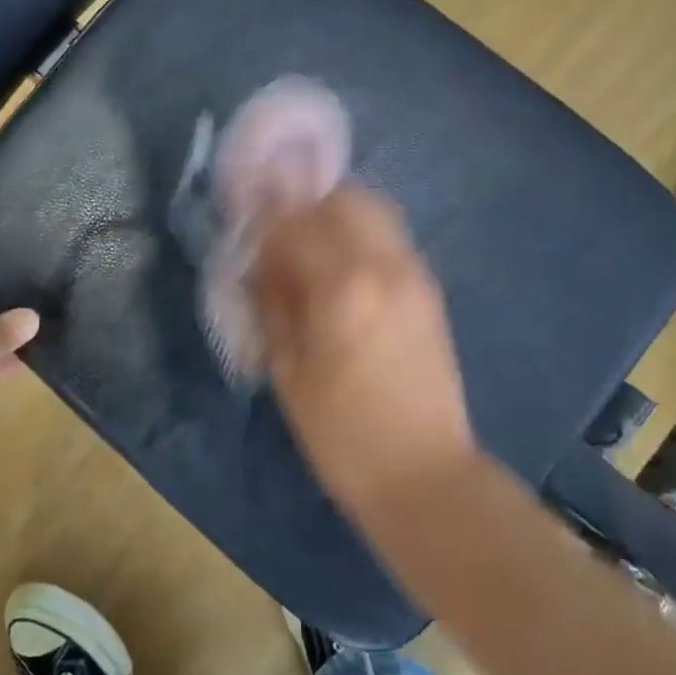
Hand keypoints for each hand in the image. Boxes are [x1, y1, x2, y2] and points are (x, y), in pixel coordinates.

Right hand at [250, 186, 476, 515]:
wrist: (425, 475)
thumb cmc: (343, 435)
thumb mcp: (289, 372)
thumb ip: (274, 305)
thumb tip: (263, 264)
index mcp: (343, 286)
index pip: (296, 224)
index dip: (265, 220)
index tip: (245, 226)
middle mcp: (385, 265)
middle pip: (345, 199)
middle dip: (306, 207)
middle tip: (281, 236)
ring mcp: (415, 274)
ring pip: (375, 212)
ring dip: (337, 217)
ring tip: (310, 252)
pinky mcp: (430, 291)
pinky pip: (390, 240)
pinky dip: (361, 238)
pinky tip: (342, 274)